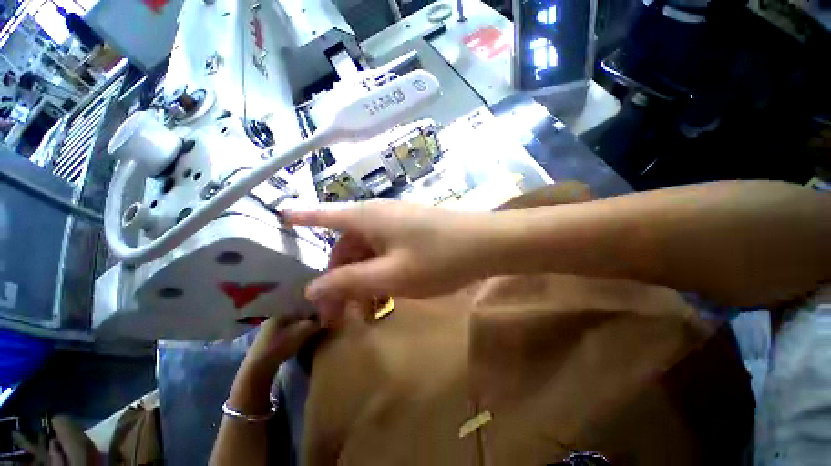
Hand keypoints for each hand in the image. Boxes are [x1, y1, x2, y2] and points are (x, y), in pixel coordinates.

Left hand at [241, 316, 319, 376]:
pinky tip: (292, 352)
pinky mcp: (261, 350)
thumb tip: (321, 322)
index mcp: (279, 315)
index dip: (310, 319)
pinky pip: (279, 344)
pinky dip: (286, 346)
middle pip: (291, 324)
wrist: (259, 368)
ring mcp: (263, 337)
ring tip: (303, 345)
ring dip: (293, 338)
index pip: (299, 313)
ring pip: (285, 334)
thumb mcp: (305, 331)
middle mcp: (270, 323)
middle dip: (301, 329)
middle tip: (311, 336)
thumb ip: (315, 324)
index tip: (317, 327)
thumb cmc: (283, 345)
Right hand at [284, 200, 493, 323]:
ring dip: (361, 279)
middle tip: (336, 314)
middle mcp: (378, 216)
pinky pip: (385, 251)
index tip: (278, 218)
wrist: (486, 244)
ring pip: (367, 251)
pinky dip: (379, 272)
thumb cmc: (438, 257)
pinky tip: (385, 293)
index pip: (324, 215)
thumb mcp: (390, 276)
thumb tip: (312, 290)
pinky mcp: (411, 232)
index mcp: (367, 218)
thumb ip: (349, 282)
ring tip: (365, 310)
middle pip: (346, 245)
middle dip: (337, 277)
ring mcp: (397, 223)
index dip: (300, 217)